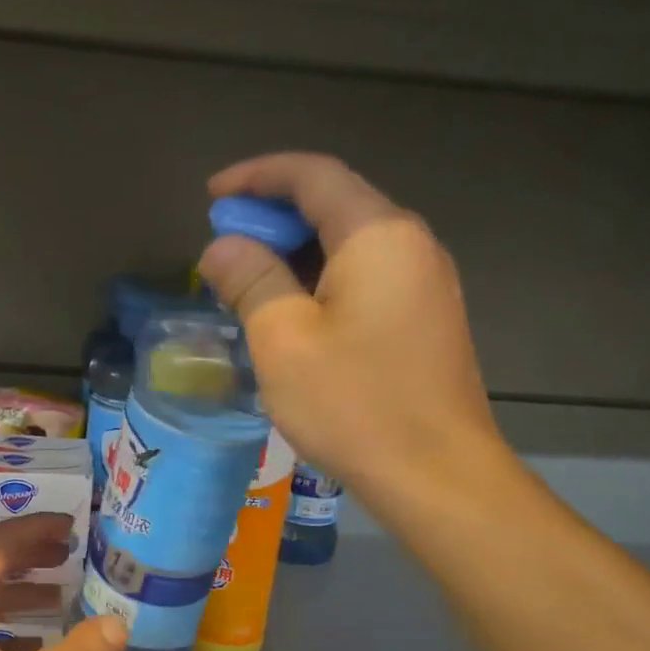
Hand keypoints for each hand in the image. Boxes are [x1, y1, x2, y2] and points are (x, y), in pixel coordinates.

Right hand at [196, 153, 507, 507]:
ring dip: (296, 254)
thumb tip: (221, 246)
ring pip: (350, 245)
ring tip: (249, 285)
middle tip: (225, 249)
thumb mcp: (283, 339)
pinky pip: (366, 279)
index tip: (213, 197)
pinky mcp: (425, 320)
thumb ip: (250, 280)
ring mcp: (425, 283)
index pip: (313, 175)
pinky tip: (293, 316)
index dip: (257, 177)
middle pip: (334, 205)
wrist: (437, 474)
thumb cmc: (353, 404)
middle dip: (273, 218)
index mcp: (377, 234)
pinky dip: (322, 282)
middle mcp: (411, 244)